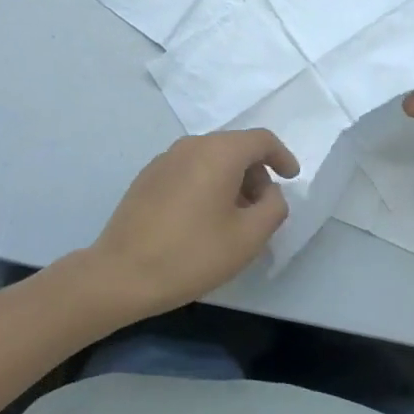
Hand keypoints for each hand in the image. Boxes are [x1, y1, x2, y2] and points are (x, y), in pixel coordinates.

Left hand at [86, 130, 298, 319]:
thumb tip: (270, 192)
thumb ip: (273, 208)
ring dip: (230, 180)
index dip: (282, 156)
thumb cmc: (191, 254)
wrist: (121, 274)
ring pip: (211, 159)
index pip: (261, 140)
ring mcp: (165, 159)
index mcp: (219, 152)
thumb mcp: (248, 238)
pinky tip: (201, 220)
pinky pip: (189, 169)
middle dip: (256, 173)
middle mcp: (191, 145)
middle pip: (235, 147)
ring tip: (233, 219)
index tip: (292, 178)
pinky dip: (206, 184)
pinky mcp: (147, 176)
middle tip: (261, 209)